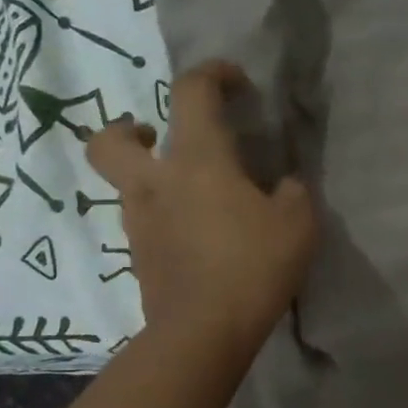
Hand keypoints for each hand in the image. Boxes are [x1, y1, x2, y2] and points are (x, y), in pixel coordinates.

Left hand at [87, 60, 316, 361]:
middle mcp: (156, 183)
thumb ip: (293, 193)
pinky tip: (196, 240)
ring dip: (150, 181)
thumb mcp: (298, 223)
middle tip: (156, 140)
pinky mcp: (139, 259)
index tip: (235, 83)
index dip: (212, 74)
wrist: (203, 332)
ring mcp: (139, 224)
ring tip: (193, 201)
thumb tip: (284, 186)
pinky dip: (163, 221)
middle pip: (109, 141)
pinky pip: (144, 225)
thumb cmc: (253, 265)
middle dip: (126, 130)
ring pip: (126, 187)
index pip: (192, 92)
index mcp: (197, 160)